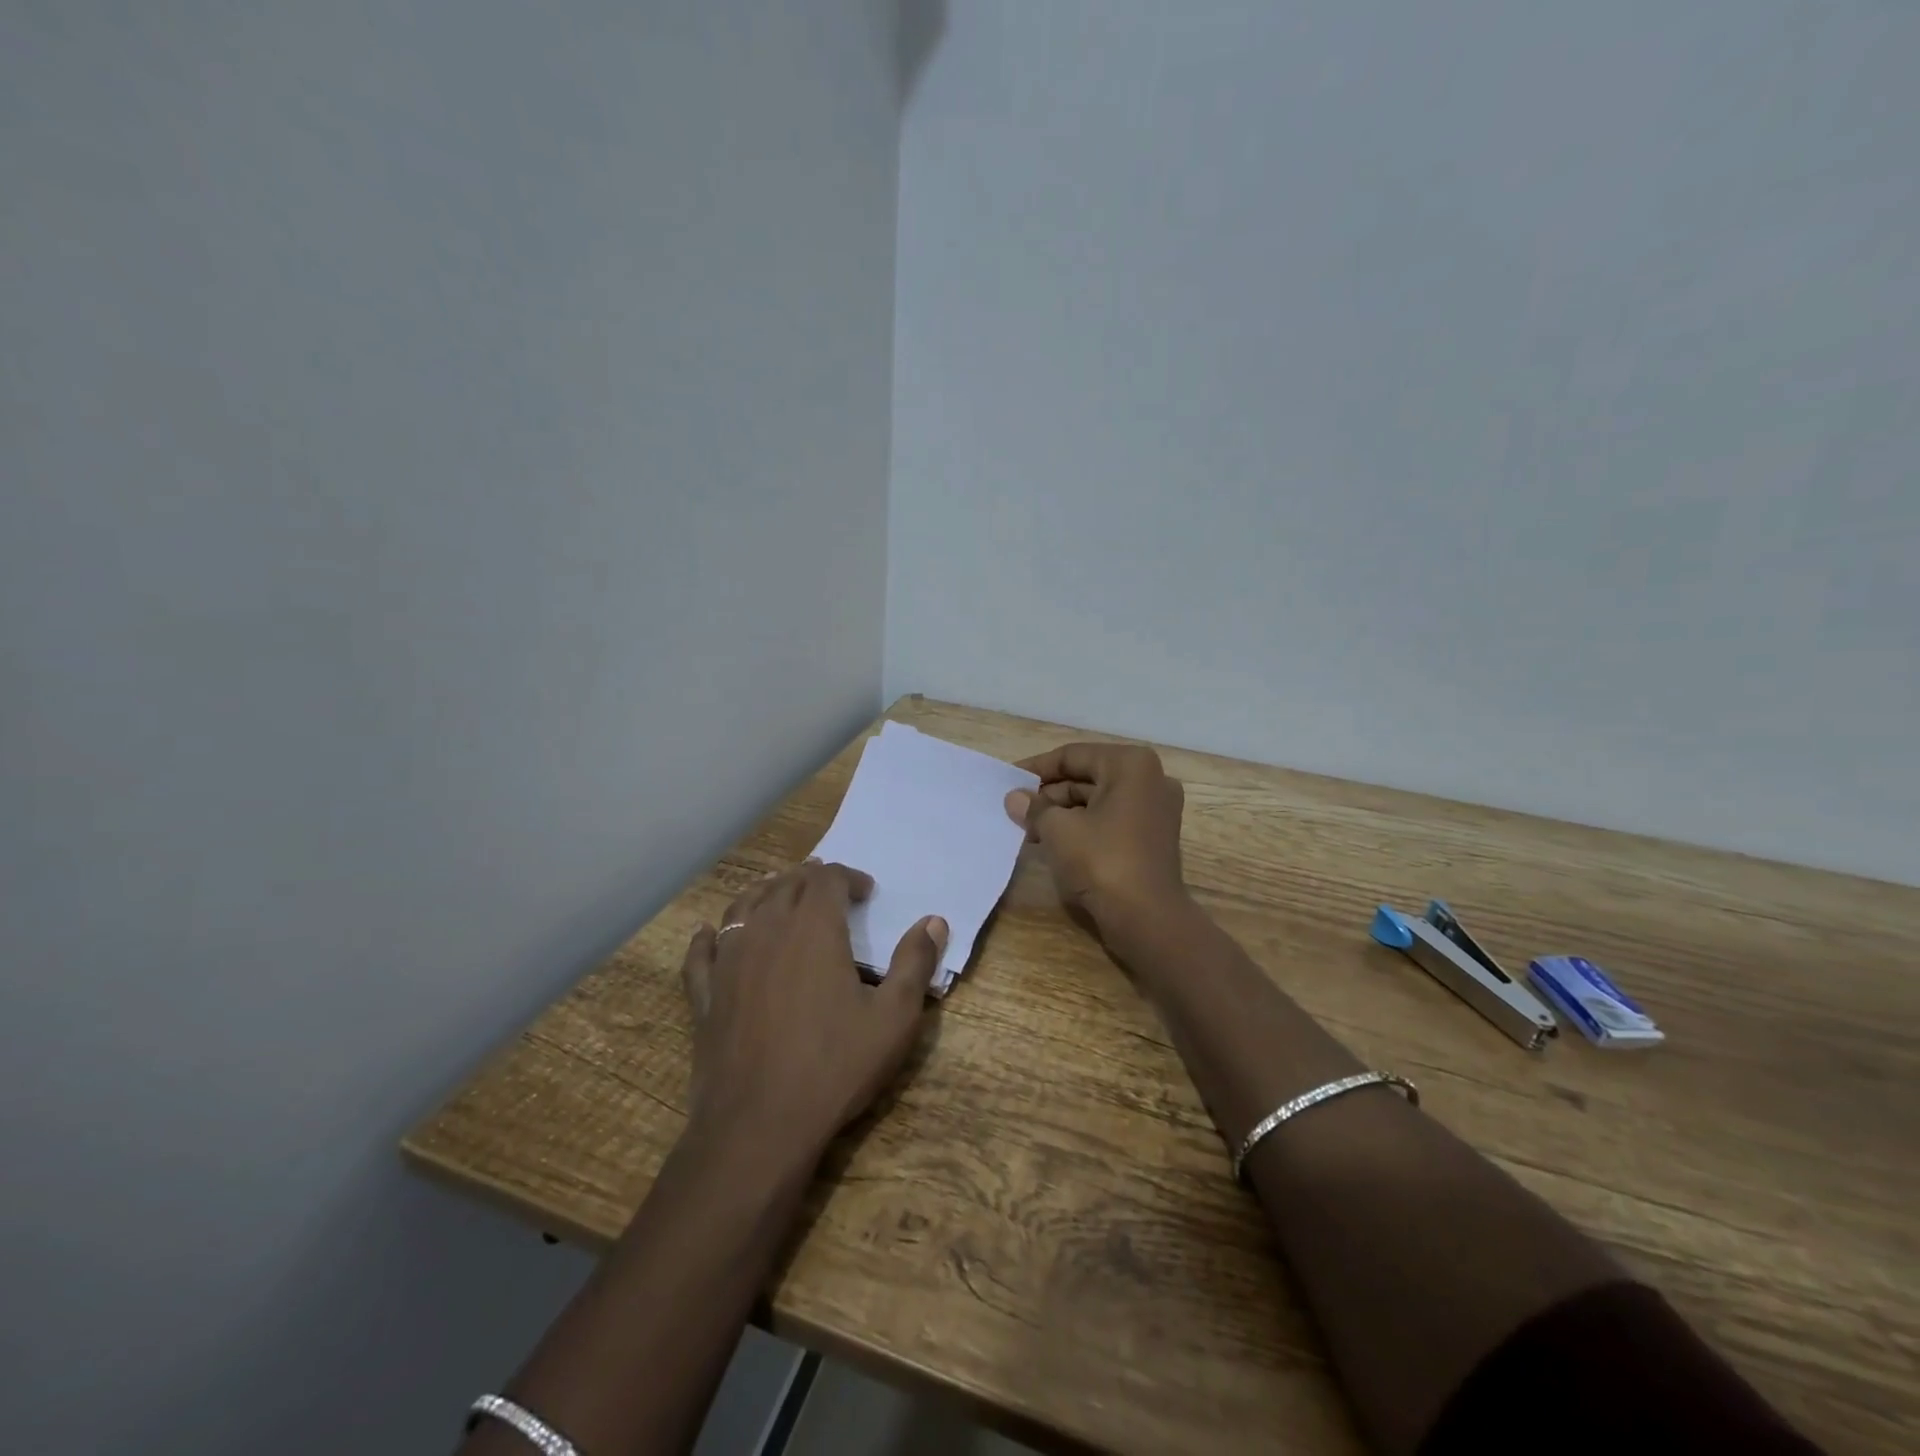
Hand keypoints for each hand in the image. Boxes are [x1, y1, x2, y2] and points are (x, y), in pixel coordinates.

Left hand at [679, 861, 945, 1161]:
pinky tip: (710, 934)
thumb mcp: (894, 1018)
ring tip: (778, 893)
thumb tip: (934, 921)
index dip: (849, 877)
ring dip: (765, 893)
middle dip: (810, 879)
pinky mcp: (705, 996)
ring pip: (743, 908)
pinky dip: (709, 937)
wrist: (759, 1126)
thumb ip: (915, 963)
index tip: (866, 892)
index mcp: (813, 928)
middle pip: (786, 885)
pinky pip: (702, 953)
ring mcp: (729, 962)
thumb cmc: (834, 1067)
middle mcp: (767, 931)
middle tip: (828, 888)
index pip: (828, 879)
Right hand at [1005, 743, 1188, 929]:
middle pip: (1087, 777)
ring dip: (1062, 813)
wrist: (1147, 918)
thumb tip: (1014, 798)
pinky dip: (1082, 827)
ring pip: (1097, 801)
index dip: (1037, 768)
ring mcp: (1155, 810)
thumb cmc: (1102, 861)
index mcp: (1131, 765)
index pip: (1073, 756)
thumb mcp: (1058, 830)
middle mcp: (1150, 780)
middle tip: (1016, 809)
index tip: (1008, 781)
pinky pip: (1110, 821)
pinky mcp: (1152, 838)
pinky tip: (1052, 843)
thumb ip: (1034, 808)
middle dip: (1049, 794)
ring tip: (1027, 829)